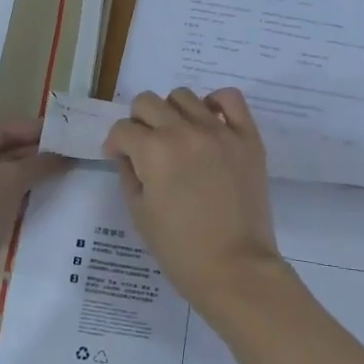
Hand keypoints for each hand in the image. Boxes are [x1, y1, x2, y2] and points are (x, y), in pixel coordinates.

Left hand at [0, 120, 67, 265]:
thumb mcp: (10, 181)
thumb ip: (38, 163)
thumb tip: (64, 155)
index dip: (31, 129)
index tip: (60, 130)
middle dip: (32, 153)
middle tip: (65, 152)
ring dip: (27, 174)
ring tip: (59, 171)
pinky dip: (17, 193)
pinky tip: (41, 194)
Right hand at [102, 88, 282, 307]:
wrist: (235, 267)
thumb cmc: (180, 249)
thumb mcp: (139, 213)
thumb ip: (129, 174)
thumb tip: (128, 153)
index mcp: (154, 151)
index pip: (123, 129)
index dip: (116, 144)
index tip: (120, 159)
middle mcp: (185, 131)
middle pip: (148, 103)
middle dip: (138, 123)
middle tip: (145, 147)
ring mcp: (220, 131)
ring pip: (184, 96)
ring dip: (172, 112)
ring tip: (178, 137)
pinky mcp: (247, 138)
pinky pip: (230, 98)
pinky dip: (215, 102)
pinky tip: (209, 122)